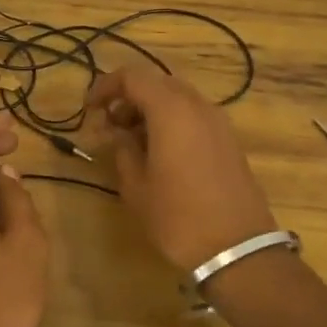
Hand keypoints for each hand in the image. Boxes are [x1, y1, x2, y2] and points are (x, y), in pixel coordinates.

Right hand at [88, 67, 277, 272]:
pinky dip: (171, 120)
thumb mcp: (136, 186)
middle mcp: (197, 106)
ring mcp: (218, 121)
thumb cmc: (178, 217)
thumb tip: (115, 132)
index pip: (132, 77)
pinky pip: (193, 115)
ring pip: (177, 97)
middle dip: (128, 97)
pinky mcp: (229, 140)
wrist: (237, 249)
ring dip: (150, 109)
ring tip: (131, 140)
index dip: (105, 87)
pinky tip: (159, 151)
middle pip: (156, 82)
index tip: (89, 109)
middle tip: (108, 125)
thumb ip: (121, 149)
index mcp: (171, 110)